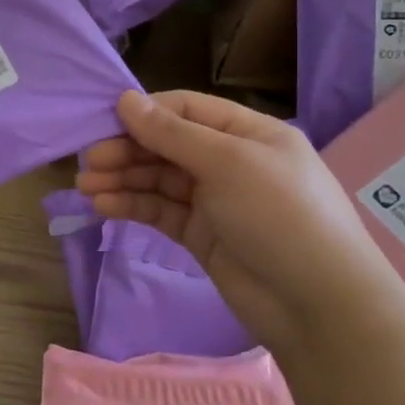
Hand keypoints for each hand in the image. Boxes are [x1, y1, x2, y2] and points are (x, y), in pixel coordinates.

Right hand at [77, 90, 404, 348]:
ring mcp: (215, 200)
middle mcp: (230, 161)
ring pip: (159, 179)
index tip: (104, 122)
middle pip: (167, 144)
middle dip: (127, 150)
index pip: (186, 109)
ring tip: (85, 187)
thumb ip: (172, 133)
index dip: (145, 112)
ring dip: (122, 179)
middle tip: (89, 162)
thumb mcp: (227, 163)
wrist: (318, 306)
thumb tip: (125, 98)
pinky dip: (132, 206)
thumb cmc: (279, 216)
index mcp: (248, 133)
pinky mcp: (201, 235)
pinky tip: (103, 206)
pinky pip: (160, 211)